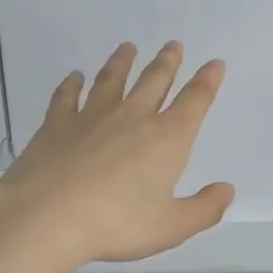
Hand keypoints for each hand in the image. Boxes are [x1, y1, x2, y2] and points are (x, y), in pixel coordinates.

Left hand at [0, 41, 234, 267]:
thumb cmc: (116, 223)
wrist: (46, 217)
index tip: (215, 63)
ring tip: (128, 48)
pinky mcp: (57, 124)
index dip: (208, 81)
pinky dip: (72, 84)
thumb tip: (226, 189)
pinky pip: (66, 96)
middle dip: (167, 62)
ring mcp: (92, 116)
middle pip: (154, 81)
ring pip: (112, 80)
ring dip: (122, 62)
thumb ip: (204, 209)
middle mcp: (133, 117)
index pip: (195, 101)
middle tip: (174, 45)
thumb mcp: (171, 227)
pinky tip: (74, 77)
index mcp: (167, 139)